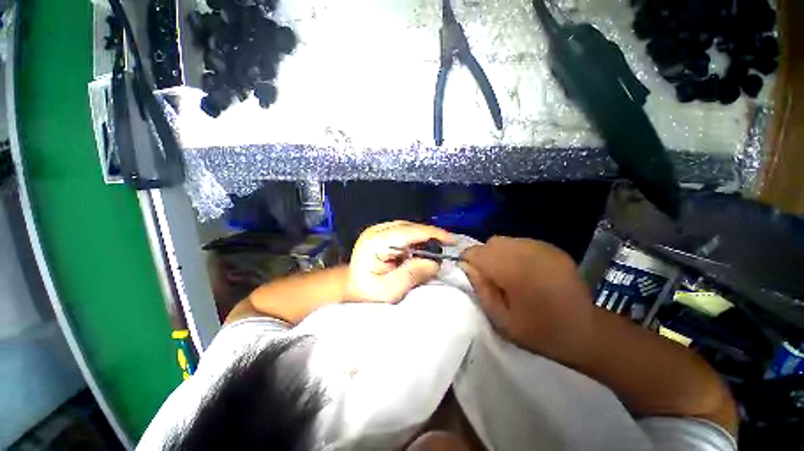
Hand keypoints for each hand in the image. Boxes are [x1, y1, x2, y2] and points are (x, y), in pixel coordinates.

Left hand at [347, 221, 454, 302]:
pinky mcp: (384, 233)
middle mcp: (377, 231)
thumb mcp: (389, 290)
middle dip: (431, 235)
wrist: (352, 288)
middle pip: (410, 226)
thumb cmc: (368, 293)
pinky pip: (406, 232)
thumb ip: (411, 275)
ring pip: (410, 227)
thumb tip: (434, 262)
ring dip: (425, 236)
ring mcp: (379, 230)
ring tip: (439, 247)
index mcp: (375, 241)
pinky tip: (425, 247)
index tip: (451, 240)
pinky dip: (418, 239)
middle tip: (449, 246)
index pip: (408, 231)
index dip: (432, 233)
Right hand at [460, 237, 595, 360]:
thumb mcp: (502, 321)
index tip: (473, 277)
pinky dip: (513, 252)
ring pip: (505, 240)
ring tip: (507, 273)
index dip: (469, 262)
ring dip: (498, 253)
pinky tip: (523, 270)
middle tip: (491, 278)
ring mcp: (542, 247)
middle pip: (491, 243)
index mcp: (514, 271)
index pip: (476, 252)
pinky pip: (520, 242)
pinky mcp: (552, 248)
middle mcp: (527, 252)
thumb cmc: (541, 333)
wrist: (588, 332)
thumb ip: (481, 290)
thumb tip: (465, 266)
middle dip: (483, 257)